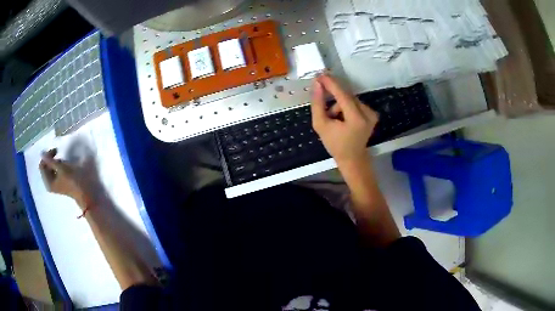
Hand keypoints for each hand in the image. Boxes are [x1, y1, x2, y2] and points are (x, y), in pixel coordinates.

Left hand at [39, 149, 84, 201]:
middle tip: (58, 153)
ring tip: (62, 159)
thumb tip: (41, 153)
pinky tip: (63, 164)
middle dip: (50, 158)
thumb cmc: (72, 180)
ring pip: (50, 168)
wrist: (84, 192)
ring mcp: (55, 183)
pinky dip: (57, 165)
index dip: (47, 156)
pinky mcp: (59, 182)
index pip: (42, 165)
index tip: (55, 151)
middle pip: (45, 166)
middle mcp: (50, 183)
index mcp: (48, 182)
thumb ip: (50, 160)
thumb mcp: (61, 168)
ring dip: (54, 161)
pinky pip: (54, 170)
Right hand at [310, 74, 378, 164]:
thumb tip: (317, 84)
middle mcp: (368, 113)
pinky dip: (347, 107)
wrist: (352, 158)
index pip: (343, 95)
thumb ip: (318, 104)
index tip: (320, 76)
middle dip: (333, 99)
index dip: (331, 83)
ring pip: (350, 99)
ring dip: (339, 105)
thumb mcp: (320, 125)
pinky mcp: (373, 114)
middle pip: (346, 96)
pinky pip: (356, 103)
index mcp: (356, 118)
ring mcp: (372, 114)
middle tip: (323, 105)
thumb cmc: (335, 144)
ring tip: (334, 119)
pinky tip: (343, 119)